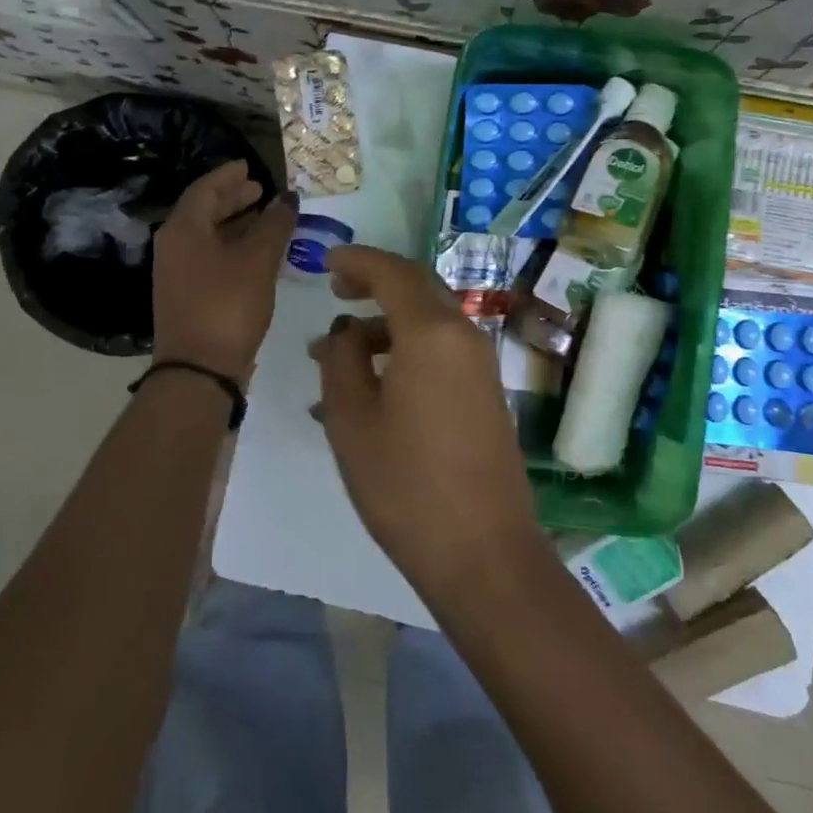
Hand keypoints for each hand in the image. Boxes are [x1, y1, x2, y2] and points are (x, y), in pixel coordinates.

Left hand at [152, 160, 295, 383]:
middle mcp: (174, 246)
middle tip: (260, 190)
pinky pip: (212, 258)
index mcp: (183, 229)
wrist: (199, 370)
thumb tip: (287, 197)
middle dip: (233, 199)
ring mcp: (178, 273)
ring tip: (266, 218)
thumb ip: (274, 225)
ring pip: (209, 236)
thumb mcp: (257, 261)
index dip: (229, 175)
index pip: (205, 189)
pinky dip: (234, 248)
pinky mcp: (189, 296)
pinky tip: (258, 254)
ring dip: (236, 224)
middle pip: (204, 211)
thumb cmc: (227, 305)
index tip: (250, 166)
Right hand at [310, 246, 546, 601]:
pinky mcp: (486, 393)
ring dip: (385, 325)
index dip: (357, 260)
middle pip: (418, 288)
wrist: (483, 552)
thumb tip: (346, 329)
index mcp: (431, 332)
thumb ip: (342, 360)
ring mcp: (480, 364)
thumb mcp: (352, 419)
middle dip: (375, 282)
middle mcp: (463, 335)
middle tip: (337, 290)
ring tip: (337, 353)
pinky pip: (441, 351)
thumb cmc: (405, 484)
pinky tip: (372, 386)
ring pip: (429, 322)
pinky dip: (406, 350)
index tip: (326, 261)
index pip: (392, 272)